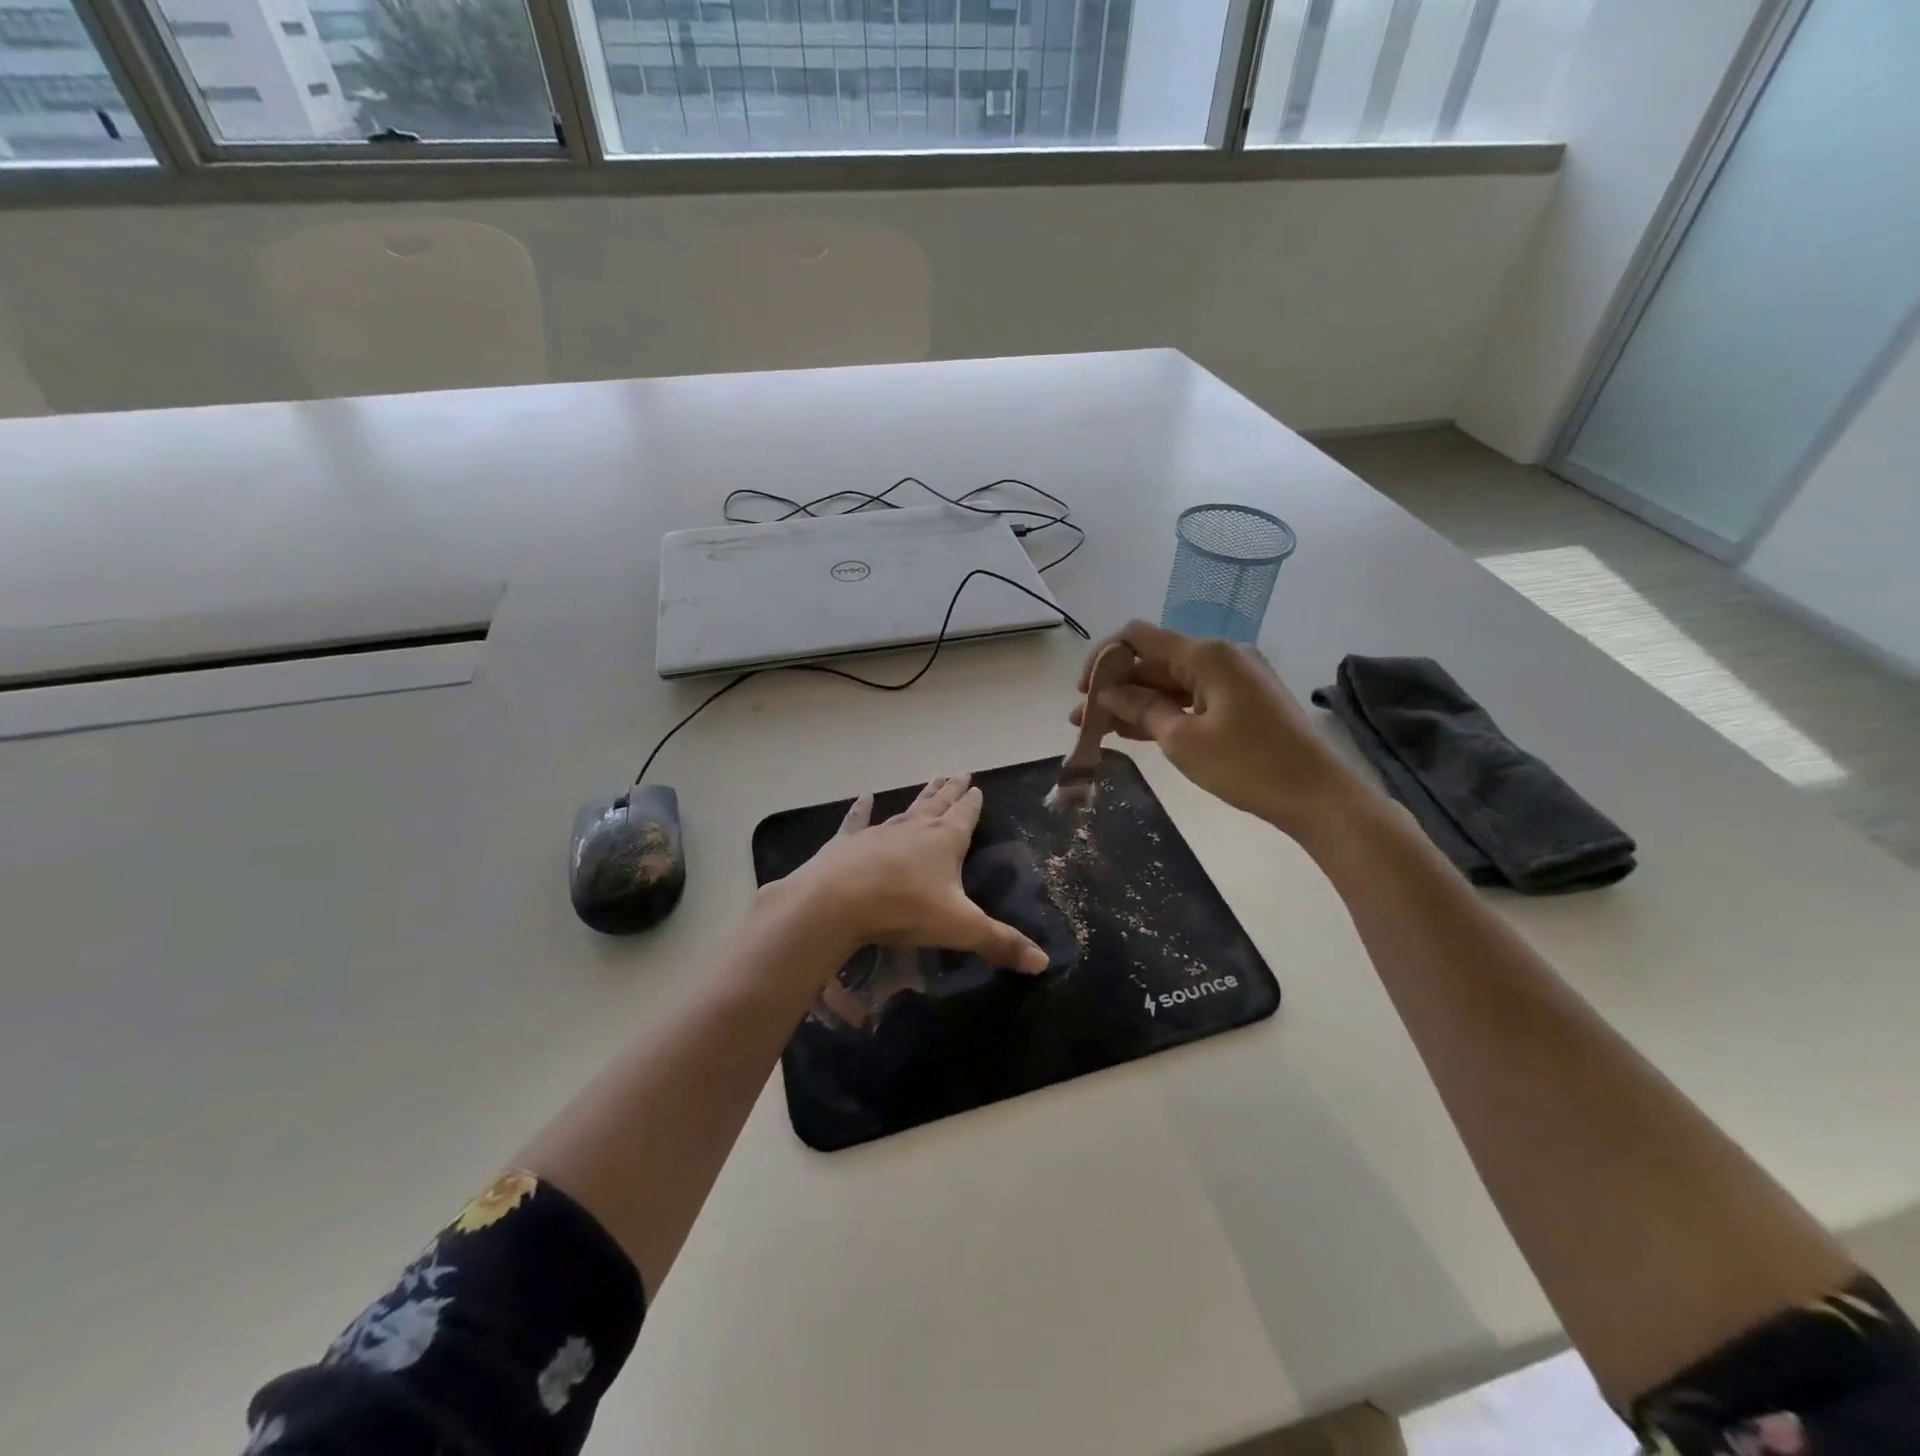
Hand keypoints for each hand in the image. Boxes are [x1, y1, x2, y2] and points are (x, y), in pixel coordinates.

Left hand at [777, 773, 1050, 973]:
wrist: (838, 900)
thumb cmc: (905, 908)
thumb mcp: (961, 928)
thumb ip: (1000, 943)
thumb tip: (1043, 962)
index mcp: (946, 841)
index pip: (965, 816)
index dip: (973, 803)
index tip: (977, 786)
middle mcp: (915, 828)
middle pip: (938, 804)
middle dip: (951, 790)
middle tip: (959, 772)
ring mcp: (880, 832)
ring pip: (907, 809)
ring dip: (921, 797)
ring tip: (931, 781)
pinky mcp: (849, 842)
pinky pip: (858, 820)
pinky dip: (861, 809)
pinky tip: (863, 797)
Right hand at [1070, 620, 1371, 837]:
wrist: (1319, 797)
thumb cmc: (1249, 765)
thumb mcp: (1184, 740)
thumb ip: (1141, 710)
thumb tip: (1108, 693)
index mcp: (1207, 654)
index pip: (1139, 637)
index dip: (1103, 659)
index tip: (1082, 692)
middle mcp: (1220, 656)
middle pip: (1154, 660)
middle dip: (1115, 687)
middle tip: (1082, 721)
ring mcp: (1234, 679)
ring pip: (1171, 683)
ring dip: (1135, 702)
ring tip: (1098, 730)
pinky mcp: (1242, 702)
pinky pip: (1191, 699)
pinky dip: (1162, 712)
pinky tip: (1134, 731)